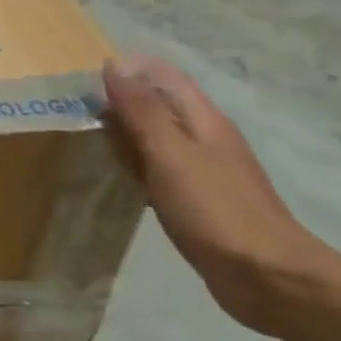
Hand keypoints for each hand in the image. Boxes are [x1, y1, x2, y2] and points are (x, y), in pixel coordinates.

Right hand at [103, 54, 340, 335]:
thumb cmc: (216, 210)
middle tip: (72, 103)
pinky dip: (133, 162)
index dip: (129, 68)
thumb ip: (143, 110)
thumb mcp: (171, 154)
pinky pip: (158, 167)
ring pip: (157, 137)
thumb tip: (116, 62)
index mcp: (203, 121)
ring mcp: (204, 171)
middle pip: (160, 104)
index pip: (165, 77)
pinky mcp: (197, 199)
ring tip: (83, 133)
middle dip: (121, 97)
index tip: (83, 72)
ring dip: (125, 130)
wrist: (268, 278)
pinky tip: (113, 173)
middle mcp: (206, 138)